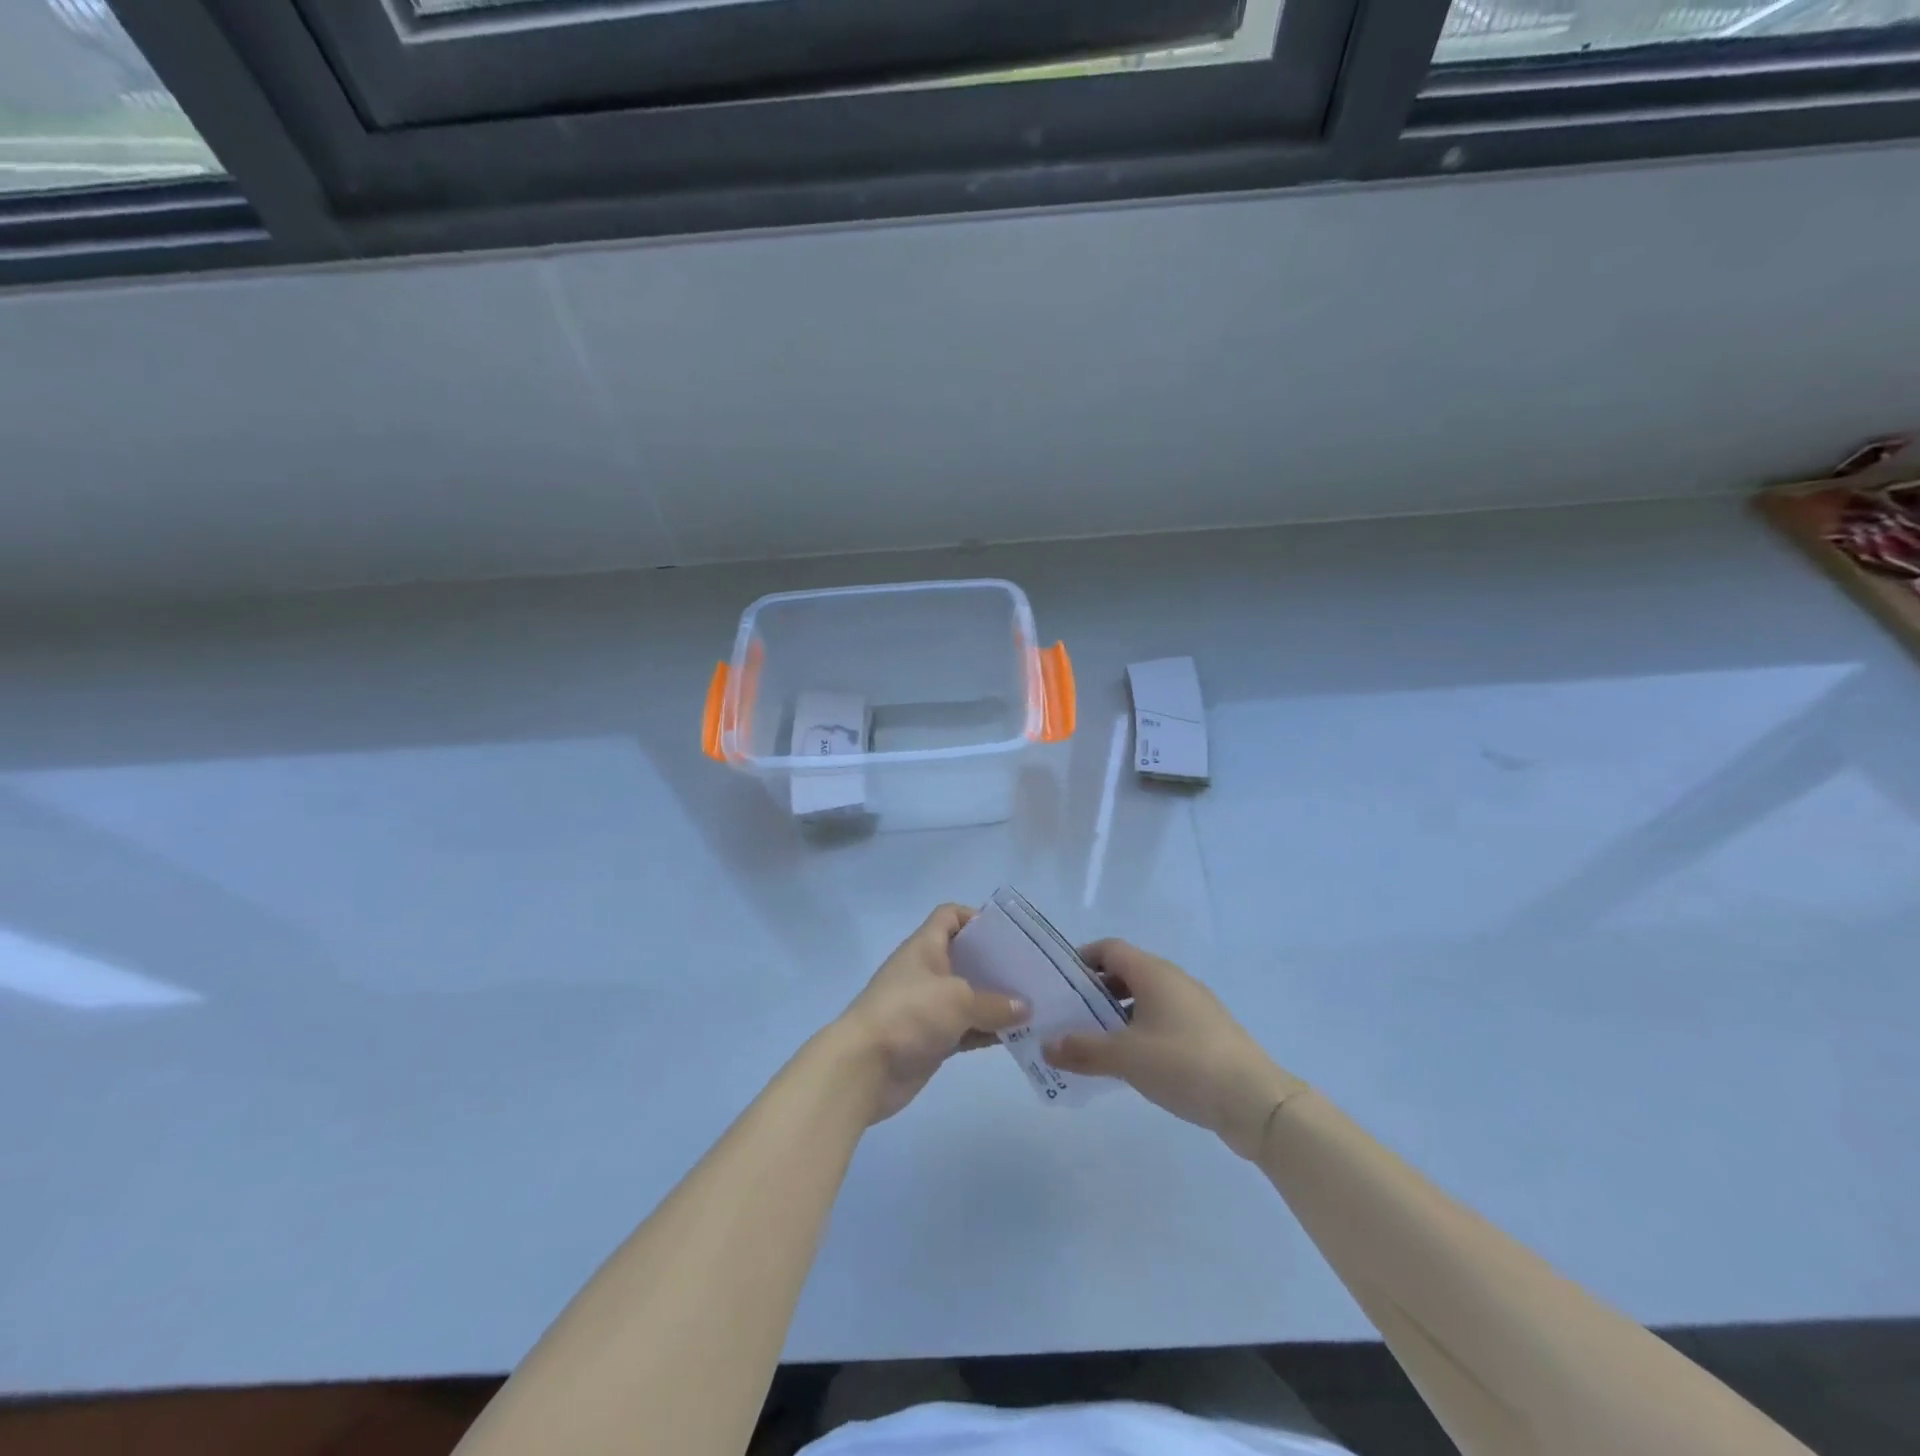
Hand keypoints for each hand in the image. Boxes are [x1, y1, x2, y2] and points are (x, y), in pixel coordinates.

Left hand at [834, 904, 1027, 1123]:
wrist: (863, 1067)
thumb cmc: (909, 1014)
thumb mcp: (958, 1000)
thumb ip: (994, 1003)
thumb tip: (1025, 1007)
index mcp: (925, 947)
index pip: (949, 916)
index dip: (975, 918)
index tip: (1006, 935)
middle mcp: (926, 971)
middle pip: (964, 957)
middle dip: (996, 964)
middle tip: (1030, 973)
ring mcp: (927, 1007)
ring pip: (968, 996)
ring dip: (996, 1002)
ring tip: (1033, 1007)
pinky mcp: (931, 1038)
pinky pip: (966, 1029)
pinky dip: (987, 1031)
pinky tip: (1015, 1037)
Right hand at [1045, 941, 1304, 1158]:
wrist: (1256, 1101)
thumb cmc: (1184, 1064)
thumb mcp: (1126, 1058)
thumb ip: (1083, 1049)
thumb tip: (1046, 1045)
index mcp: (1154, 973)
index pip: (1109, 949)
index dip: (1082, 959)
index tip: (1060, 983)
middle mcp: (1175, 980)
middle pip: (1126, 973)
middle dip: (1096, 992)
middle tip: (1070, 1017)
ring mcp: (1195, 1006)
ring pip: (1146, 999)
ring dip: (1118, 1015)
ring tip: (1095, 1044)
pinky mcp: (1208, 1033)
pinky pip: (1164, 1019)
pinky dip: (1141, 1031)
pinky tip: (1133, 1063)